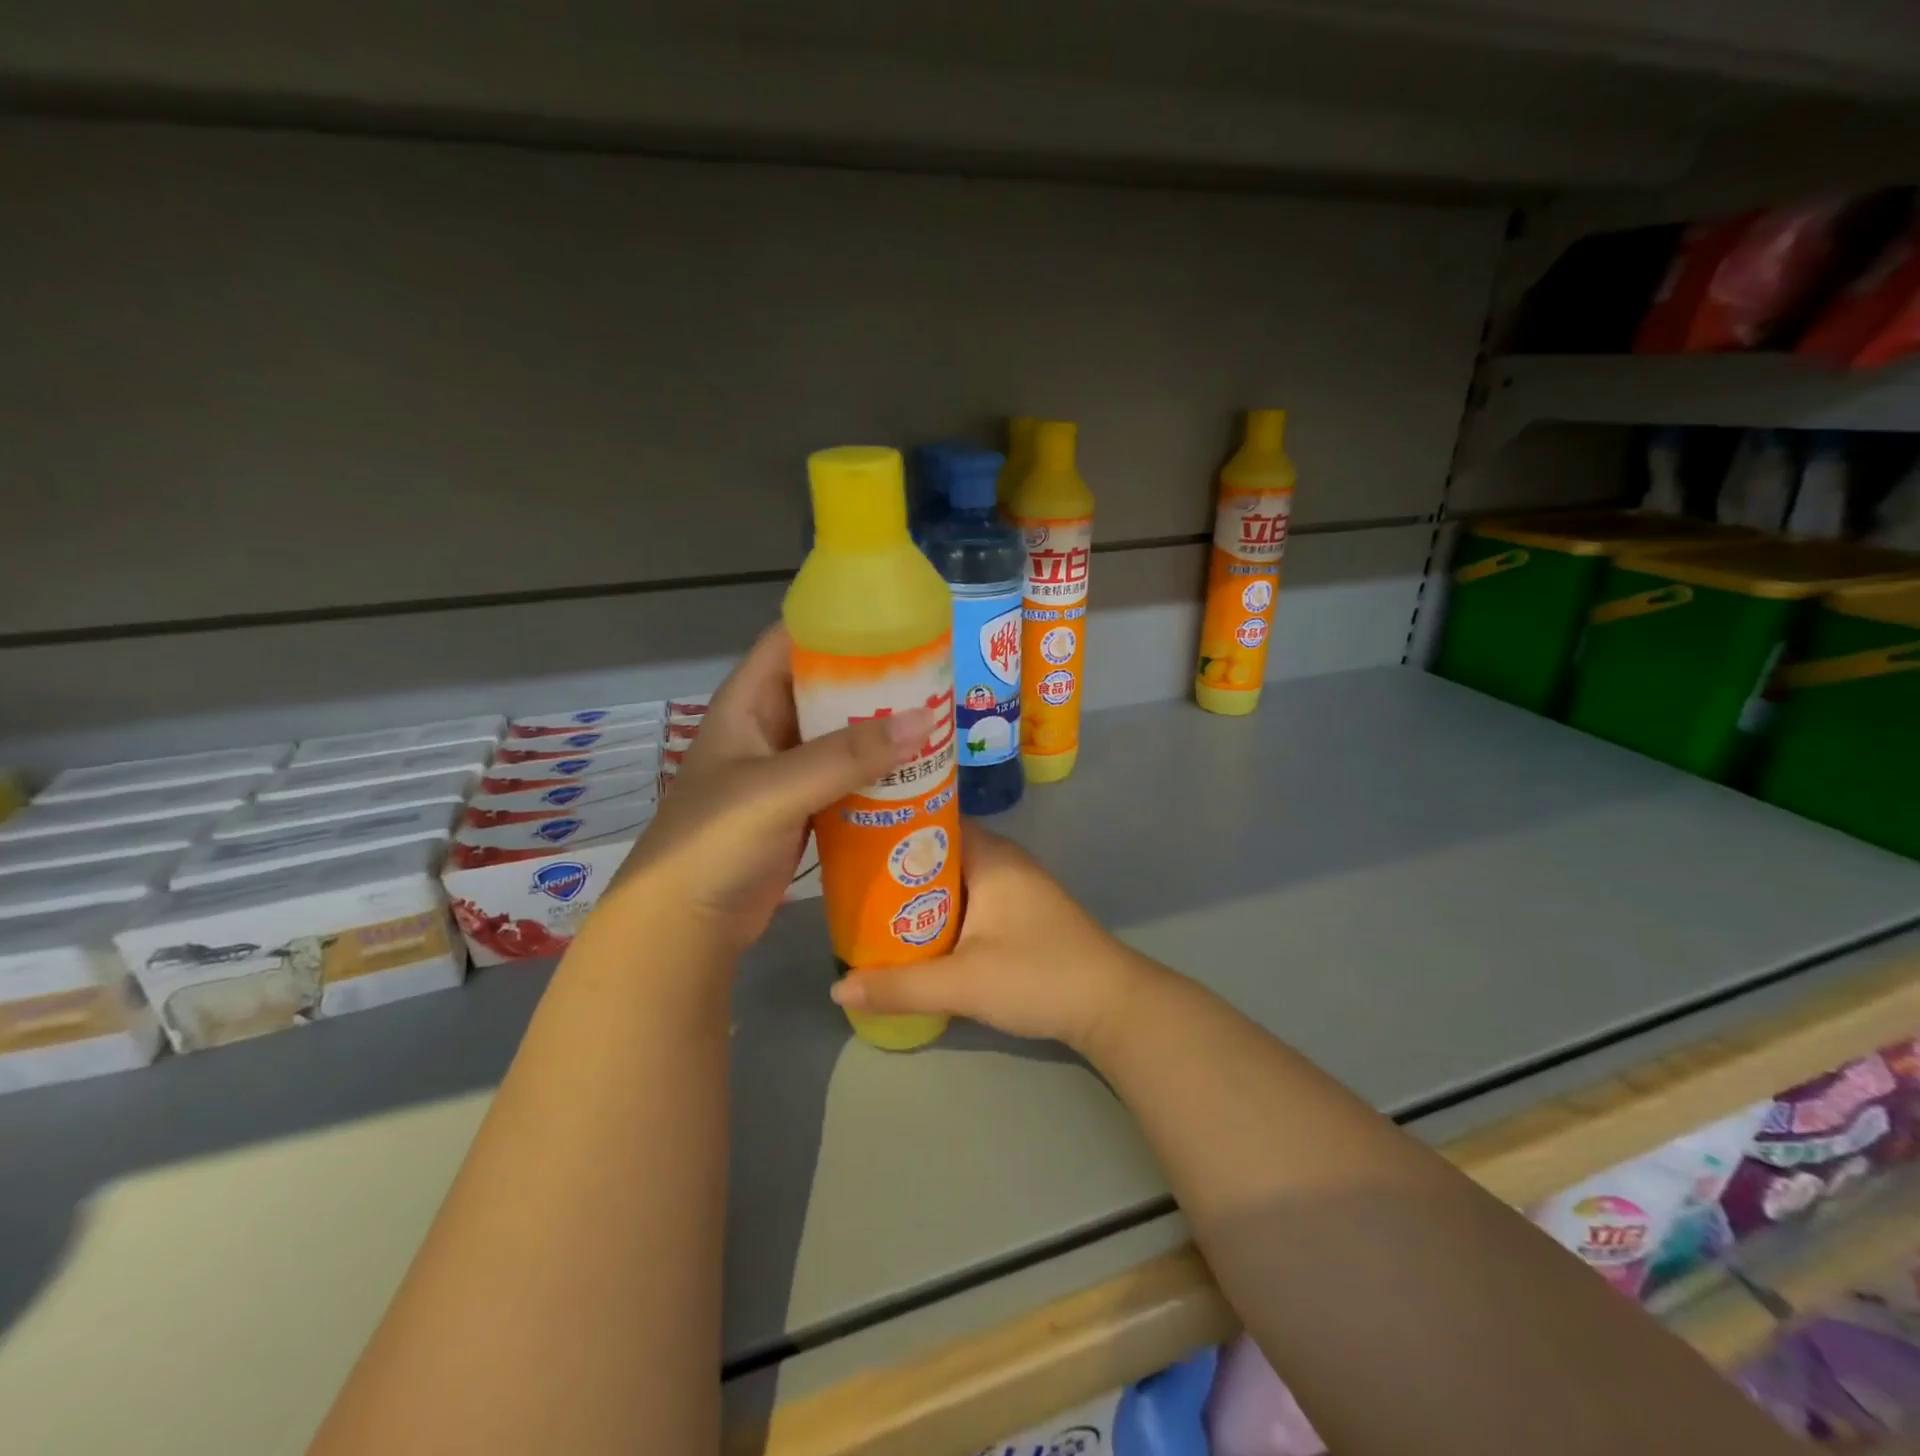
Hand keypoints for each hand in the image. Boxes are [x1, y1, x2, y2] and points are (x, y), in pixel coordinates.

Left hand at [604, 624, 934, 956]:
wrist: (685, 926)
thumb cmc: (713, 842)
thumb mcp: (776, 789)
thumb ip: (846, 756)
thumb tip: (924, 720)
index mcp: (747, 702)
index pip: (793, 640)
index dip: (839, 623)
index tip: (897, 619)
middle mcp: (767, 727)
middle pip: (826, 686)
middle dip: (875, 680)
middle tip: (935, 676)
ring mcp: (785, 770)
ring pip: (840, 735)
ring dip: (881, 729)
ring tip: (937, 719)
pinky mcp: (802, 807)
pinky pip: (846, 777)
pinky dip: (877, 773)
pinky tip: (917, 773)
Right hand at [830, 827, 1153, 1053]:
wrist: (1111, 1005)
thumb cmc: (1037, 975)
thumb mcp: (963, 983)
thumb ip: (900, 986)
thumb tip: (837, 989)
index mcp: (990, 855)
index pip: (932, 820)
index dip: (891, 826)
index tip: (851, 838)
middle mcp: (1003, 859)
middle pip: (938, 851)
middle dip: (896, 866)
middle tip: (850, 881)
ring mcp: (1015, 886)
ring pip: (953, 878)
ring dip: (918, 893)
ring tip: (869, 906)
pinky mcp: (1021, 912)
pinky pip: (969, 898)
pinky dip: (941, 909)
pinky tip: (914, 931)